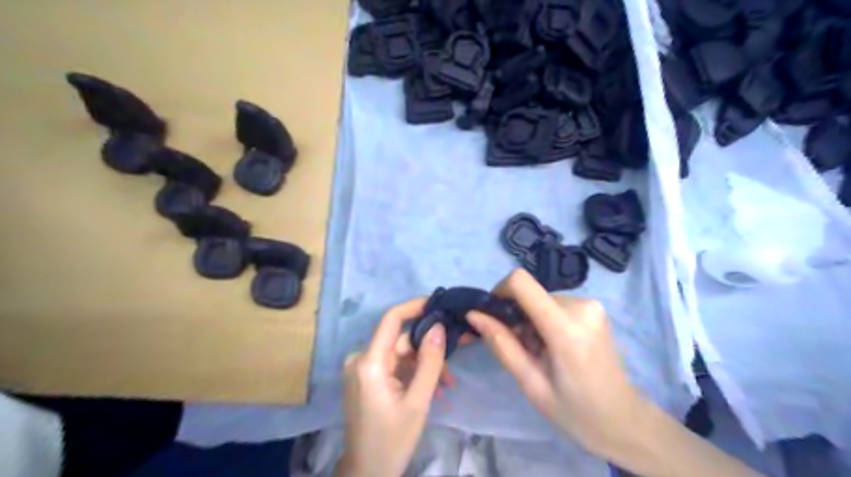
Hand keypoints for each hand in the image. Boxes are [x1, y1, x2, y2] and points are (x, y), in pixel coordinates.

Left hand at [337, 297, 447, 476]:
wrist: (367, 472)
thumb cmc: (392, 440)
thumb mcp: (418, 401)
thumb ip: (429, 362)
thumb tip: (438, 327)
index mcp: (369, 363)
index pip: (391, 319)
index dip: (414, 307)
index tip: (438, 304)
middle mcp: (360, 359)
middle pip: (400, 341)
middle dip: (428, 349)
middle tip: (454, 358)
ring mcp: (362, 369)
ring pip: (400, 355)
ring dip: (424, 365)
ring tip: (447, 384)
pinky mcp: (366, 378)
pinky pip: (394, 366)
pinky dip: (413, 373)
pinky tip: (433, 388)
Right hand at [465, 270, 645, 455]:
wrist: (623, 420)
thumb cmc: (574, 411)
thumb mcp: (530, 383)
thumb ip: (501, 344)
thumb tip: (473, 314)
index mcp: (565, 328)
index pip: (521, 282)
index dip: (499, 291)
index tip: (492, 315)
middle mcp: (581, 306)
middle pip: (529, 293)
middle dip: (515, 315)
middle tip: (517, 346)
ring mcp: (591, 304)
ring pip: (540, 298)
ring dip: (530, 319)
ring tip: (537, 351)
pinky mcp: (593, 307)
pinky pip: (555, 303)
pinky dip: (544, 319)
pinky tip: (551, 345)